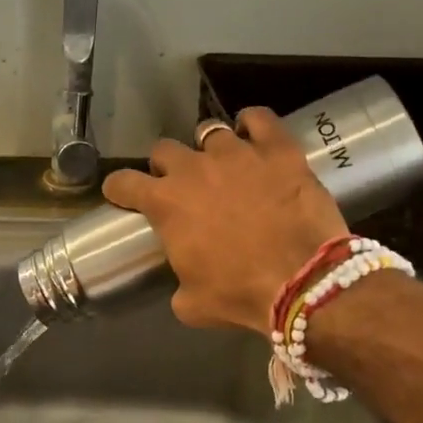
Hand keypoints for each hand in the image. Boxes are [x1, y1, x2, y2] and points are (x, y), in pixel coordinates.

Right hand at [102, 110, 343, 335]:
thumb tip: (184, 281)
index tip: (122, 194)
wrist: (303, 283)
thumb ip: (178, 283)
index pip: (123, 182)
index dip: (119, 188)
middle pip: (164, 150)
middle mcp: (193, 169)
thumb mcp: (192, 304)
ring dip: (209, 148)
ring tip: (222, 163)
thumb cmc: (240, 294)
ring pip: (210, 132)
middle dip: (167, 166)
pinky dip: (252, 123)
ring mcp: (237, 153)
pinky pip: (258, 118)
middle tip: (181, 185)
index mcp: (165, 203)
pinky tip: (254, 135)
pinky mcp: (277, 150)